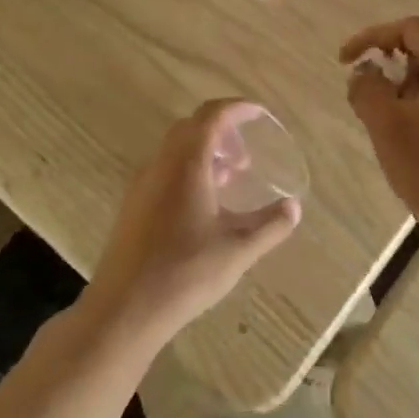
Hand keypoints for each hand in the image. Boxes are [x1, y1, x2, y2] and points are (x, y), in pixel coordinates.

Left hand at [83, 99, 300, 349]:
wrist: (124, 310)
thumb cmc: (185, 273)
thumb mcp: (238, 250)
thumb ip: (270, 225)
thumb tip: (294, 208)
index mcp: (186, 165)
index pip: (211, 116)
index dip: (237, 108)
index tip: (260, 114)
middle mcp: (160, 165)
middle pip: (191, 127)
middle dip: (222, 131)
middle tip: (246, 156)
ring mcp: (142, 185)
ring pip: (176, 150)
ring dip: (205, 152)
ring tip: (230, 178)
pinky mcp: (133, 206)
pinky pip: (165, 170)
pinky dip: (189, 170)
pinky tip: (204, 205)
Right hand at [340, 16, 418, 249]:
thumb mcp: (389, 129)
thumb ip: (368, 90)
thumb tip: (364, 72)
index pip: (412, 28)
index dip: (373, 38)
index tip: (345, 61)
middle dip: (395, 55)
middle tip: (371, 81)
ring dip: (413, 78)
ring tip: (392, 113)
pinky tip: (418, 131)